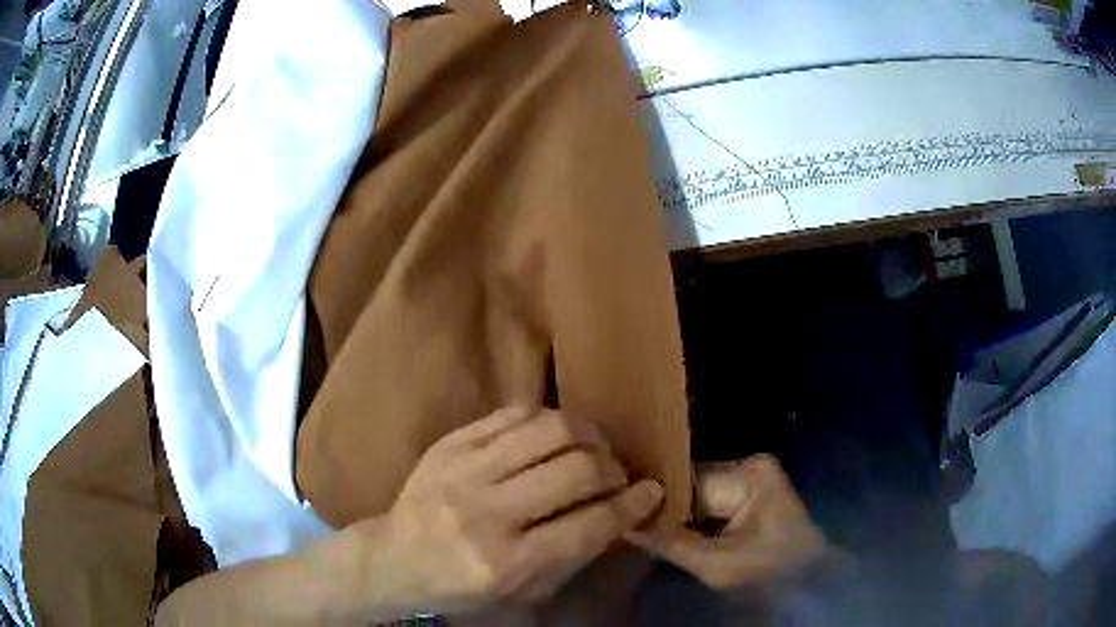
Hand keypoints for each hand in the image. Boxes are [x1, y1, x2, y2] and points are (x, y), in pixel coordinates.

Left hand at [355, 407, 663, 614]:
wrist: (392, 558)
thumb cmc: (460, 586)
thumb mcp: (520, 592)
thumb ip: (572, 555)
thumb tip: (619, 513)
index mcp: (504, 563)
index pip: (588, 525)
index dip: (632, 505)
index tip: (652, 492)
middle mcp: (485, 513)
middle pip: (576, 470)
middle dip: (613, 469)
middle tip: (617, 476)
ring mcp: (463, 470)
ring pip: (550, 429)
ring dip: (588, 437)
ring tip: (593, 450)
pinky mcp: (450, 442)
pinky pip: (515, 413)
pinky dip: (548, 421)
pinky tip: (555, 437)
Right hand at [631, 455, 827, 590]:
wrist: (812, 583)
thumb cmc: (770, 574)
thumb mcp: (715, 564)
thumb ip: (668, 542)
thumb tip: (623, 522)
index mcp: (749, 473)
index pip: (686, 479)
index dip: (654, 499)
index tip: (619, 508)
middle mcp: (749, 466)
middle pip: (691, 486)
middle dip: (664, 509)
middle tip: (626, 521)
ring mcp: (751, 481)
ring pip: (697, 496)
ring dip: (675, 516)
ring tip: (640, 527)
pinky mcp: (751, 497)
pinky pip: (710, 505)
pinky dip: (692, 522)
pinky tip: (667, 533)